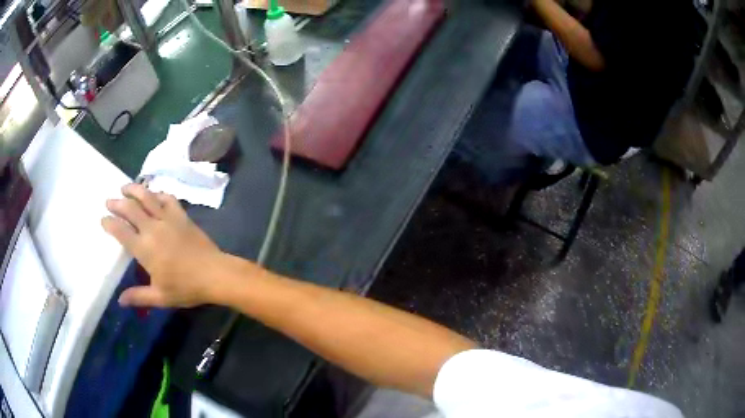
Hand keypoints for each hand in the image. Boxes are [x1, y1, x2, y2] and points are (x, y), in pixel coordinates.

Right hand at [103, 183, 226, 307]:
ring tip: (125, 187)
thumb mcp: (160, 297)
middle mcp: (153, 228)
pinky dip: (158, 193)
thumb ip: (138, 296)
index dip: (110, 223)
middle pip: (130, 209)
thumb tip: (120, 301)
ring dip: (134, 190)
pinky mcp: (182, 215)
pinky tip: (154, 194)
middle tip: (109, 201)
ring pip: (147, 197)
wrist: (215, 274)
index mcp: (144, 248)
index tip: (103, 219)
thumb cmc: (186, 287)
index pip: (121, 231)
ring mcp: (168, 218)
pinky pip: (168, 198)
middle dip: (117, 203)